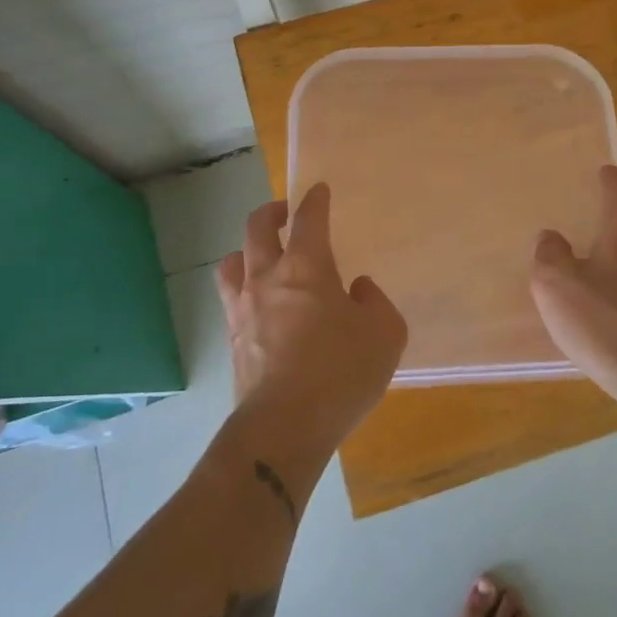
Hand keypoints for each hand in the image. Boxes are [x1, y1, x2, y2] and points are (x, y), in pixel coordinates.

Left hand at [216, 184, 406, 459]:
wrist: (285, 426)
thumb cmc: (341, 372)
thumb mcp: (385, 334)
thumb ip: (375, 303)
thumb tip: (357, 290)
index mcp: (307, 268)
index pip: (308, 219)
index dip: (315, 201)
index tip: (318, 191)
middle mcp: (268, 278)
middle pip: (257, 228)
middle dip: (271, 212)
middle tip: (284, 213)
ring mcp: (243, 309)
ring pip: (232, 262)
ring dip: (246, 251)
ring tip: (259, 258)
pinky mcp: (232, 340)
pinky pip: (231, 300)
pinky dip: (243, 290)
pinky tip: (258, 306)